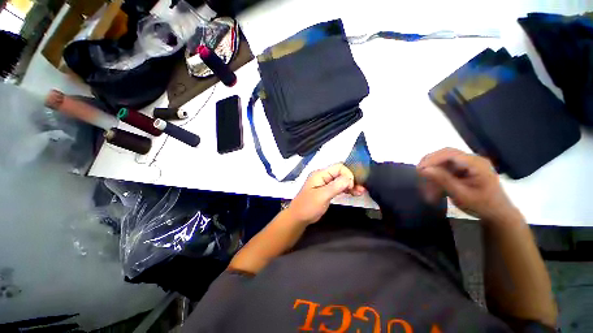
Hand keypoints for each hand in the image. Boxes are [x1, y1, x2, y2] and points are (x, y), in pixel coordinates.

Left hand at [287, 164, 365, 224]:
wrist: (299, 217)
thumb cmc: (308, 206)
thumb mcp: (322, 196)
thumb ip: (336, 186)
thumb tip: (350, 178)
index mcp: (320, 174)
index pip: (338, 167)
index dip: (347, 174)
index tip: (351, 186)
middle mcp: (323, 176)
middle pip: (341, 173)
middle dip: (351, 180)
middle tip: (360, 190)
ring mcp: (325, 183)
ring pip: (341, 180)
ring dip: (351, 185)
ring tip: (360, 192)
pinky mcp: (327, 190)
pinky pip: (339, 186)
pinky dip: (346, 189)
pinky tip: (354, 193)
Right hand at [417, 148, 518, 221]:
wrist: (497, 214)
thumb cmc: (482, 206)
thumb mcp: (462, 195)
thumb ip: (443, 180)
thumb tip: (424, 169)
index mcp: (477, 164)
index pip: (450, 154)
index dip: (432, 160)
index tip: (419, 170)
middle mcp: (472, 160)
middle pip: (445, 154)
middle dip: (430, 163)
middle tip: (418, 174)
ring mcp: (468, 164)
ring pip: (443, 161)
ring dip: (432, 171)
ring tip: (424, 183)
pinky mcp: (464, 169)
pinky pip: (446, 168)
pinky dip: (437, 176)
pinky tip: (433, 186)